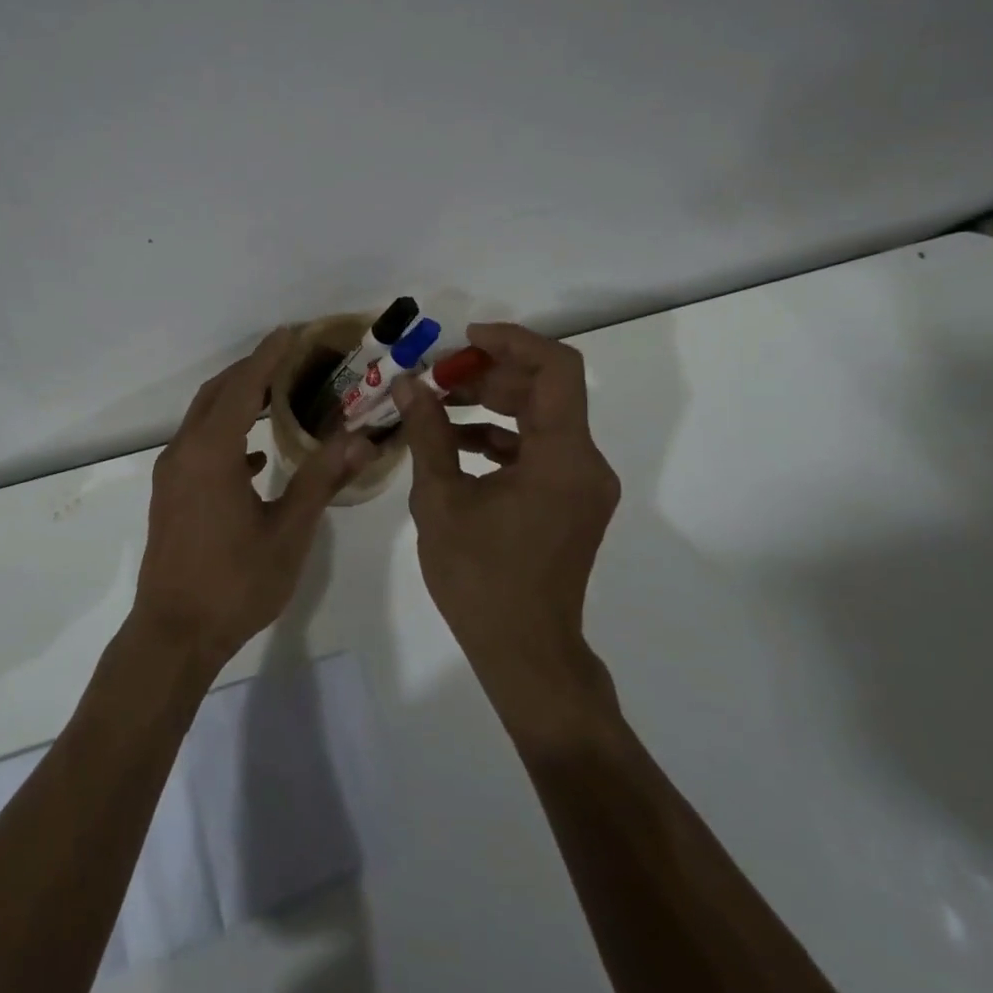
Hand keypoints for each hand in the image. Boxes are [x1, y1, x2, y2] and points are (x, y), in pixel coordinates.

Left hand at [132, 328, 375, 670]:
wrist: (173, 633)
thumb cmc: (235, 583)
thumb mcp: (288, 532)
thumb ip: (321, 480)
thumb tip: (362, 440)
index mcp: (212, 452)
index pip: (243, 386)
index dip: (269, 355)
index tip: (292, 332)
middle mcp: (185, 451)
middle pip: (217, 393)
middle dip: (251, 370)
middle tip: (291, 358)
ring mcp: (172, 473)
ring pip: (203, 417)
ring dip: (236, 399)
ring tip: (276, 394)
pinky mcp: (170, 493)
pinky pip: (198, 444)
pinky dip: (225, 433)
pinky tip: (254, 453)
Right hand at [394, 323, 620, 718]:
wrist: (525, 652)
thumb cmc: (480, 578)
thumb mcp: (441, 499)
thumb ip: (427, 434)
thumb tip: (407, 385)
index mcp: (563, 457)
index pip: (555, 368)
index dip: (512, 342)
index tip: (463, 340)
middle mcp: (585, 462)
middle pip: (547, 390)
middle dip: (490, 374)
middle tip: (437, 377)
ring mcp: (581, 484)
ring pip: (542, 418)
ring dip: (492, 404)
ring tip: (436, 406)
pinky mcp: (571, 502)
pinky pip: (539, 450)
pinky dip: (501, 438)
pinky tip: (455, 444)